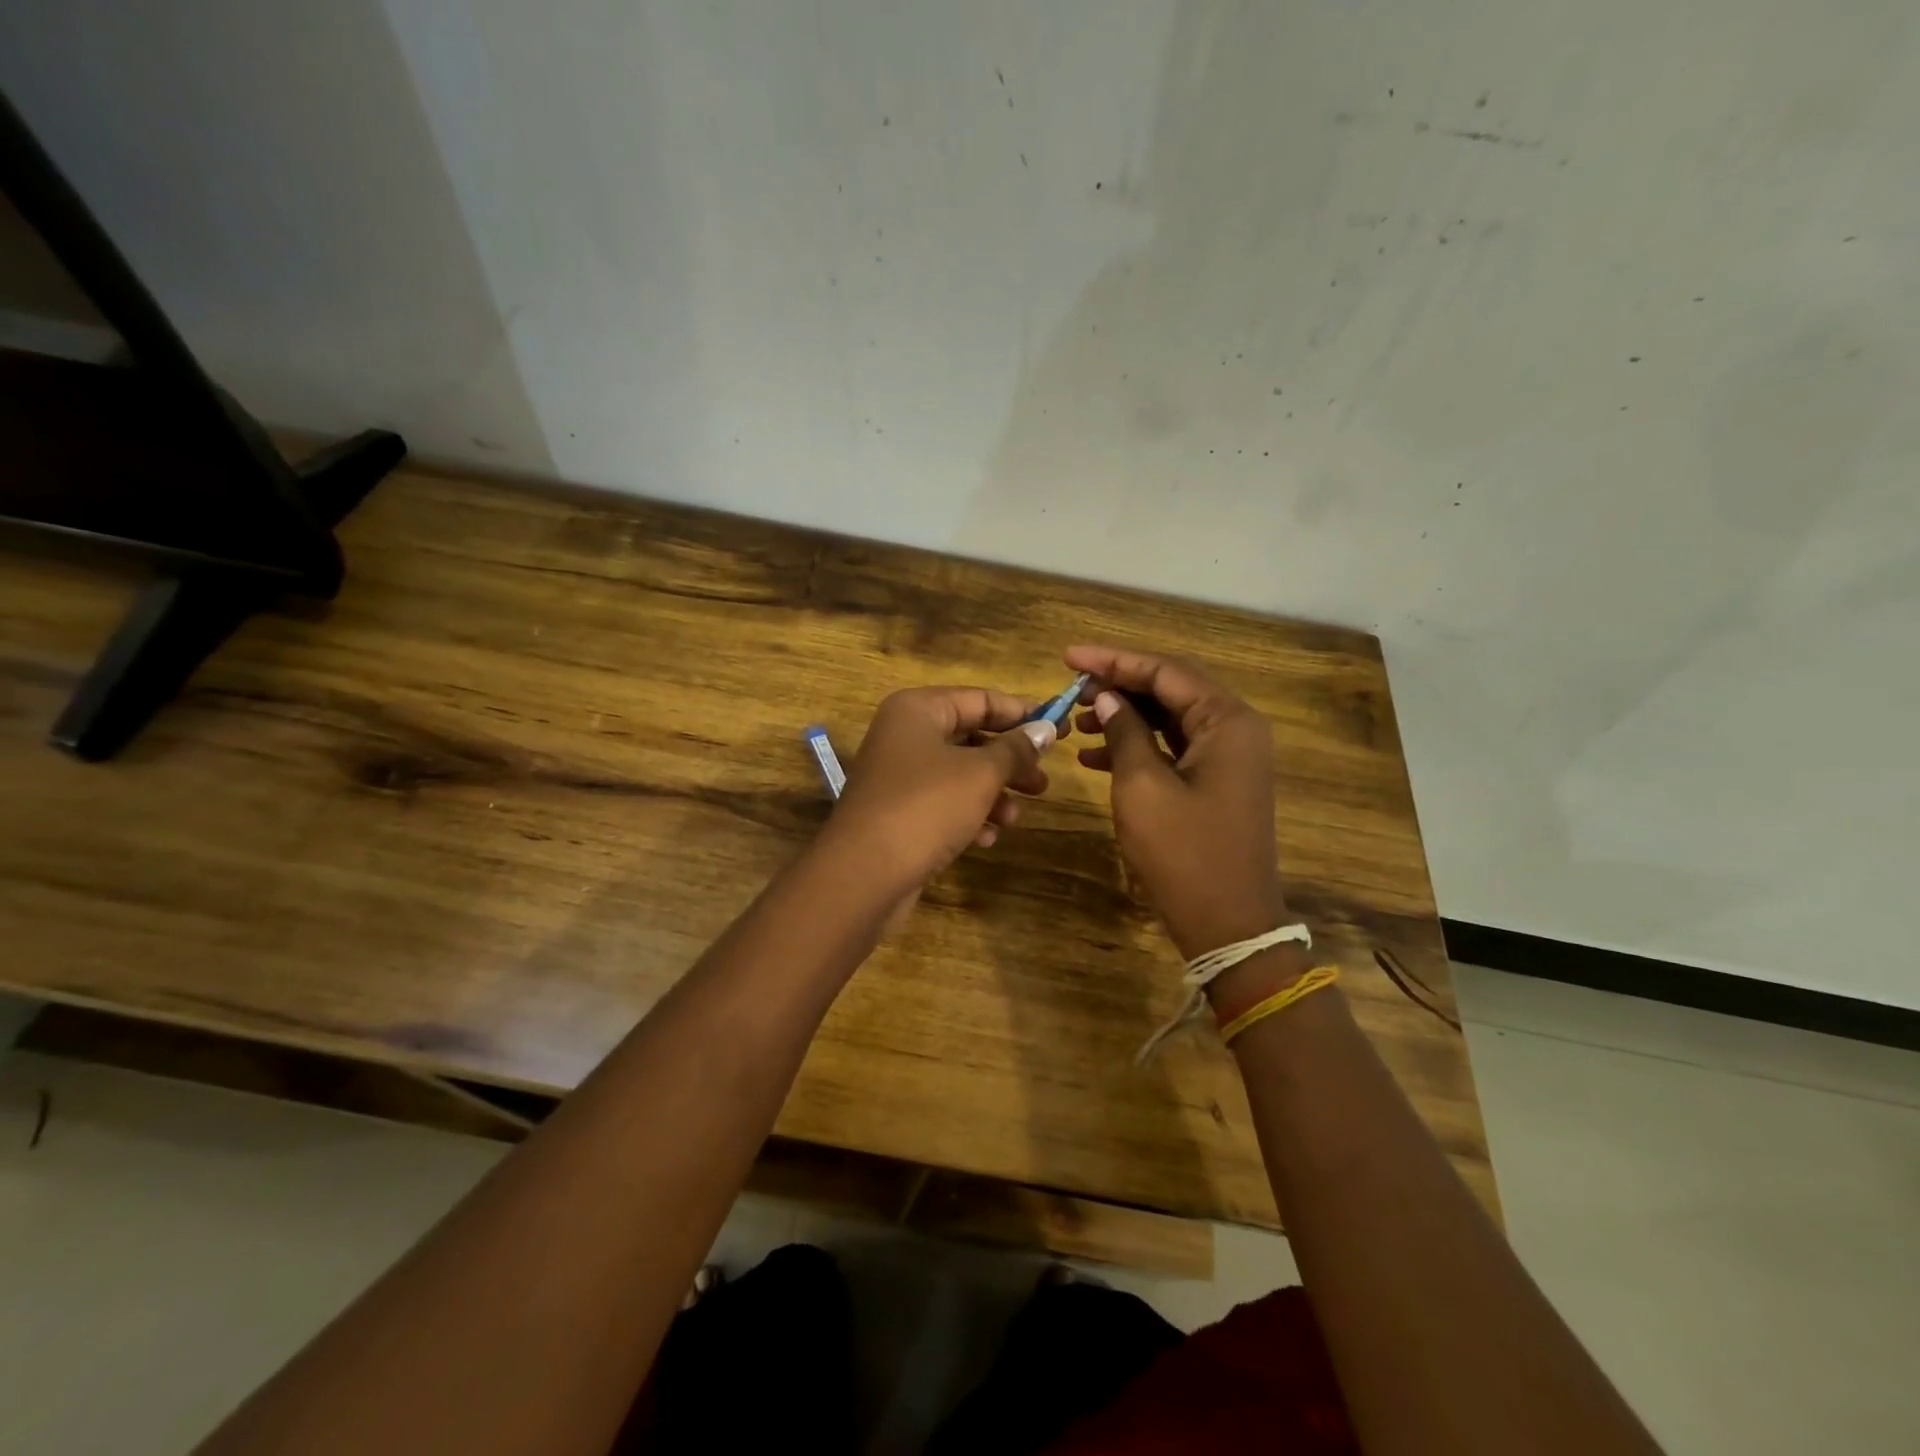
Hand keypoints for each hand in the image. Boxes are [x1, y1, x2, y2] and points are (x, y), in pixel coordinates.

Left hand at [821, 686, 1055, 896]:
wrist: (864, 874)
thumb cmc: (926, 806)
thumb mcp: (981, 773)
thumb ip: (1015, 749)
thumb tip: (1046, 729)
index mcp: (918, 710)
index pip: (980, 699)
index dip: (1022, 713)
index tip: (1060, 727)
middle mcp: (904, 735)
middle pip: (971, 738)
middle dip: (1010, 761)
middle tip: (1043, 782)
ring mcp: (898, 776)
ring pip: (959, 775)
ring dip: (993, 794)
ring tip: (1017, 817)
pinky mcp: (898, 813)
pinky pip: (943, 804)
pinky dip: (968, 816)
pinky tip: (987, 838)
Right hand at [1066, 645, 1289, 960]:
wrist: (1228, 924)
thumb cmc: (1183, 854)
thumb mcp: (1142, 787)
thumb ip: (1126, 732)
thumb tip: (1109, 698)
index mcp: (1227, 721)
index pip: (1165, 671)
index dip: (1113, 661)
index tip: (1068, 657)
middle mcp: (1235, 729)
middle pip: (1170, 689)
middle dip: (1119, 686)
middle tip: (1072, 690)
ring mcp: (1228, 757)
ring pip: (1170, 718)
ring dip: (1125, 716)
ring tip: (1079, 723)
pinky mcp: (1216, 782)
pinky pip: (1173, 748)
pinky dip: (1137, 746)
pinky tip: (1095, 756)